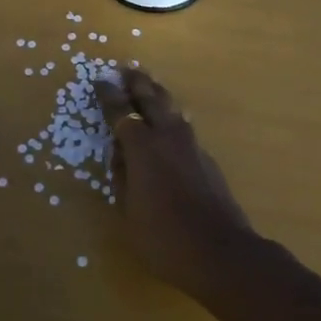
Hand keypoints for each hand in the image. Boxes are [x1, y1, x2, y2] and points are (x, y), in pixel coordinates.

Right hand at [95, 67, 254, 299]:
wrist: (220, 251)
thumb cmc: (164, 236)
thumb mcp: (129, 210)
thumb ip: (122, 176)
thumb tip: (121, 154)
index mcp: (142, 147)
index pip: (121, 112)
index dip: (109, 95)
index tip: (100, 80)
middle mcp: (167, 136)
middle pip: (151, 98)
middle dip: (137, 82)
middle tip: (125, 69)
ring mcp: (191, 144)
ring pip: (171, 107)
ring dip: (157, 94)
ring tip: (148, 86)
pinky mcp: (206, 156)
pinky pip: (183, 126)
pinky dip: (171, 118)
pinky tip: (169, 123)